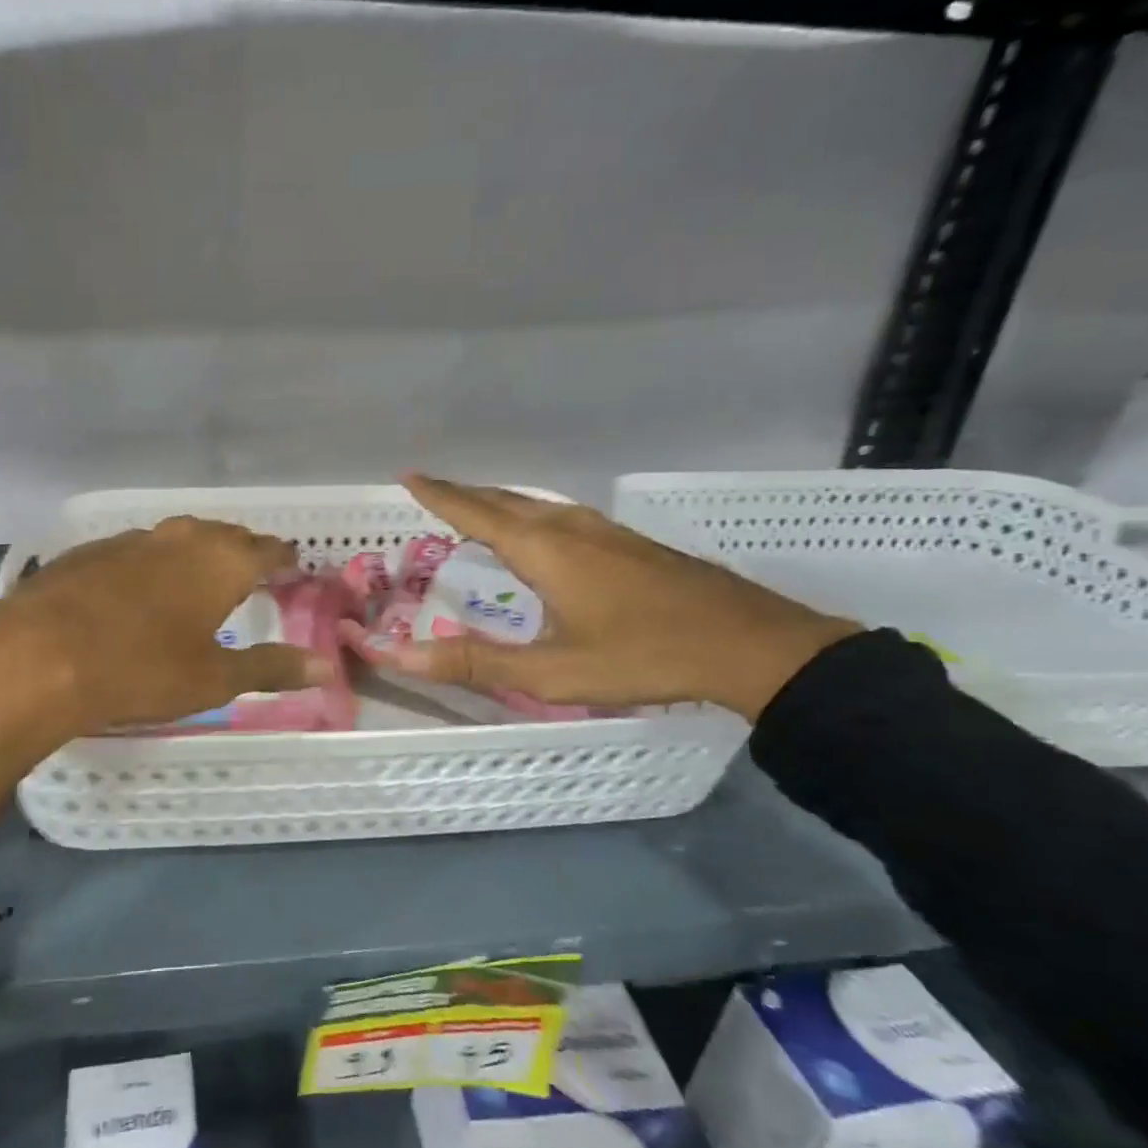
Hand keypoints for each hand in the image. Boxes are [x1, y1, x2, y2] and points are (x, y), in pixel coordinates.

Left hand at [0, 518, 330, 859]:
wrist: (35, 658)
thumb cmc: (140, 670)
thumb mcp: (212, 679)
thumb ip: (269, 668)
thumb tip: (323, 669)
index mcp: (219, 562)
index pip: (266, 549)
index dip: (283, 557)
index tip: (293, 565)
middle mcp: (178, 539)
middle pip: (223, 535)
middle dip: (242, 549)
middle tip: (252, 569)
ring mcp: (128, 541)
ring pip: (177, 537)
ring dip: (196, 551)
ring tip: (201, 573)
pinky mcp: (87, 552)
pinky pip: (136, 549)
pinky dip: (152, 563)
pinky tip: (139, 586)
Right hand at [371, 475, 858, 719]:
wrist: (752, 645)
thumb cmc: (645, 656)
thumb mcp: (552, 672)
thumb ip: (473, 663)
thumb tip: (395, 656)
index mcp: (545, 550)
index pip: (476, 513)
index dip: (440, 496)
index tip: (409, 475)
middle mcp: (571, 529)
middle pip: (505, 501)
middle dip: (464, 494)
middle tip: (432, 490)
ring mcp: (606, 532)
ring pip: (536, 507)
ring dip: (499, 503)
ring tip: (475, 508)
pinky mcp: (630, 544)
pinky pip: (561, 517)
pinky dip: (530, 517)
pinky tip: (540, 535)